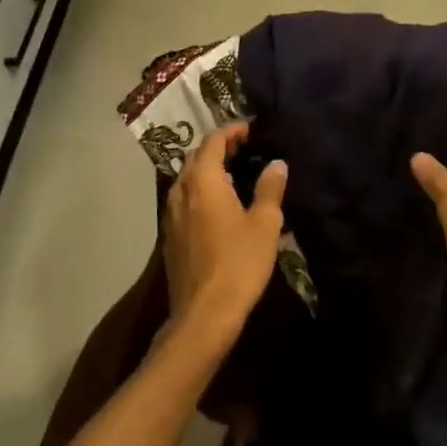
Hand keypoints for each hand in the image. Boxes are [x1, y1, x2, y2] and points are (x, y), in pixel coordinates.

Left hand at [162, 123, 286, 356]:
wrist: (204, 315)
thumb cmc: (238, 263)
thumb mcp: (265, 224)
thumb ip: (270, 188)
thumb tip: (276, 164)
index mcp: (202, 180)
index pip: (213, 141)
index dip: (232, 131)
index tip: (252, 130)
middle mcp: (181, 190)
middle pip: (196, 157)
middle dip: (219, 148)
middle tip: (246, 150)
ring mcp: (171, 214)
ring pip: (188, 179)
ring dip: (208, 170)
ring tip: (236, 175)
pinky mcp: (170, 235)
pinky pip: (185, 200)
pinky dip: (201, 192)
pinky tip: (221, 207)